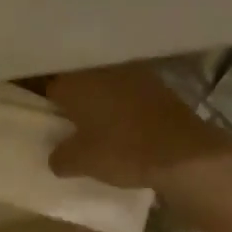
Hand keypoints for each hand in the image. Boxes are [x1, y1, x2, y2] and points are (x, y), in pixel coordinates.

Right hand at [47, 63, 231, 189]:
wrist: (181, 151)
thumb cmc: (122, 151)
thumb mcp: (82, 163)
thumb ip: (60, 158)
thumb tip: (55, 157)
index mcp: (73, 83)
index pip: (50, 88)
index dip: (50, 107)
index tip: (54, 123)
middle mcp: (97, 68)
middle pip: (78, 81)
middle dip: (77, 99)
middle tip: (77, 125)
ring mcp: (128, 71)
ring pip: (105, 82)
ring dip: (103, 98)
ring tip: (104, 124)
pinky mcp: (154, 81)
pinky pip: (129, 89)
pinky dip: (126, 101)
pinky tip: (130, 122)